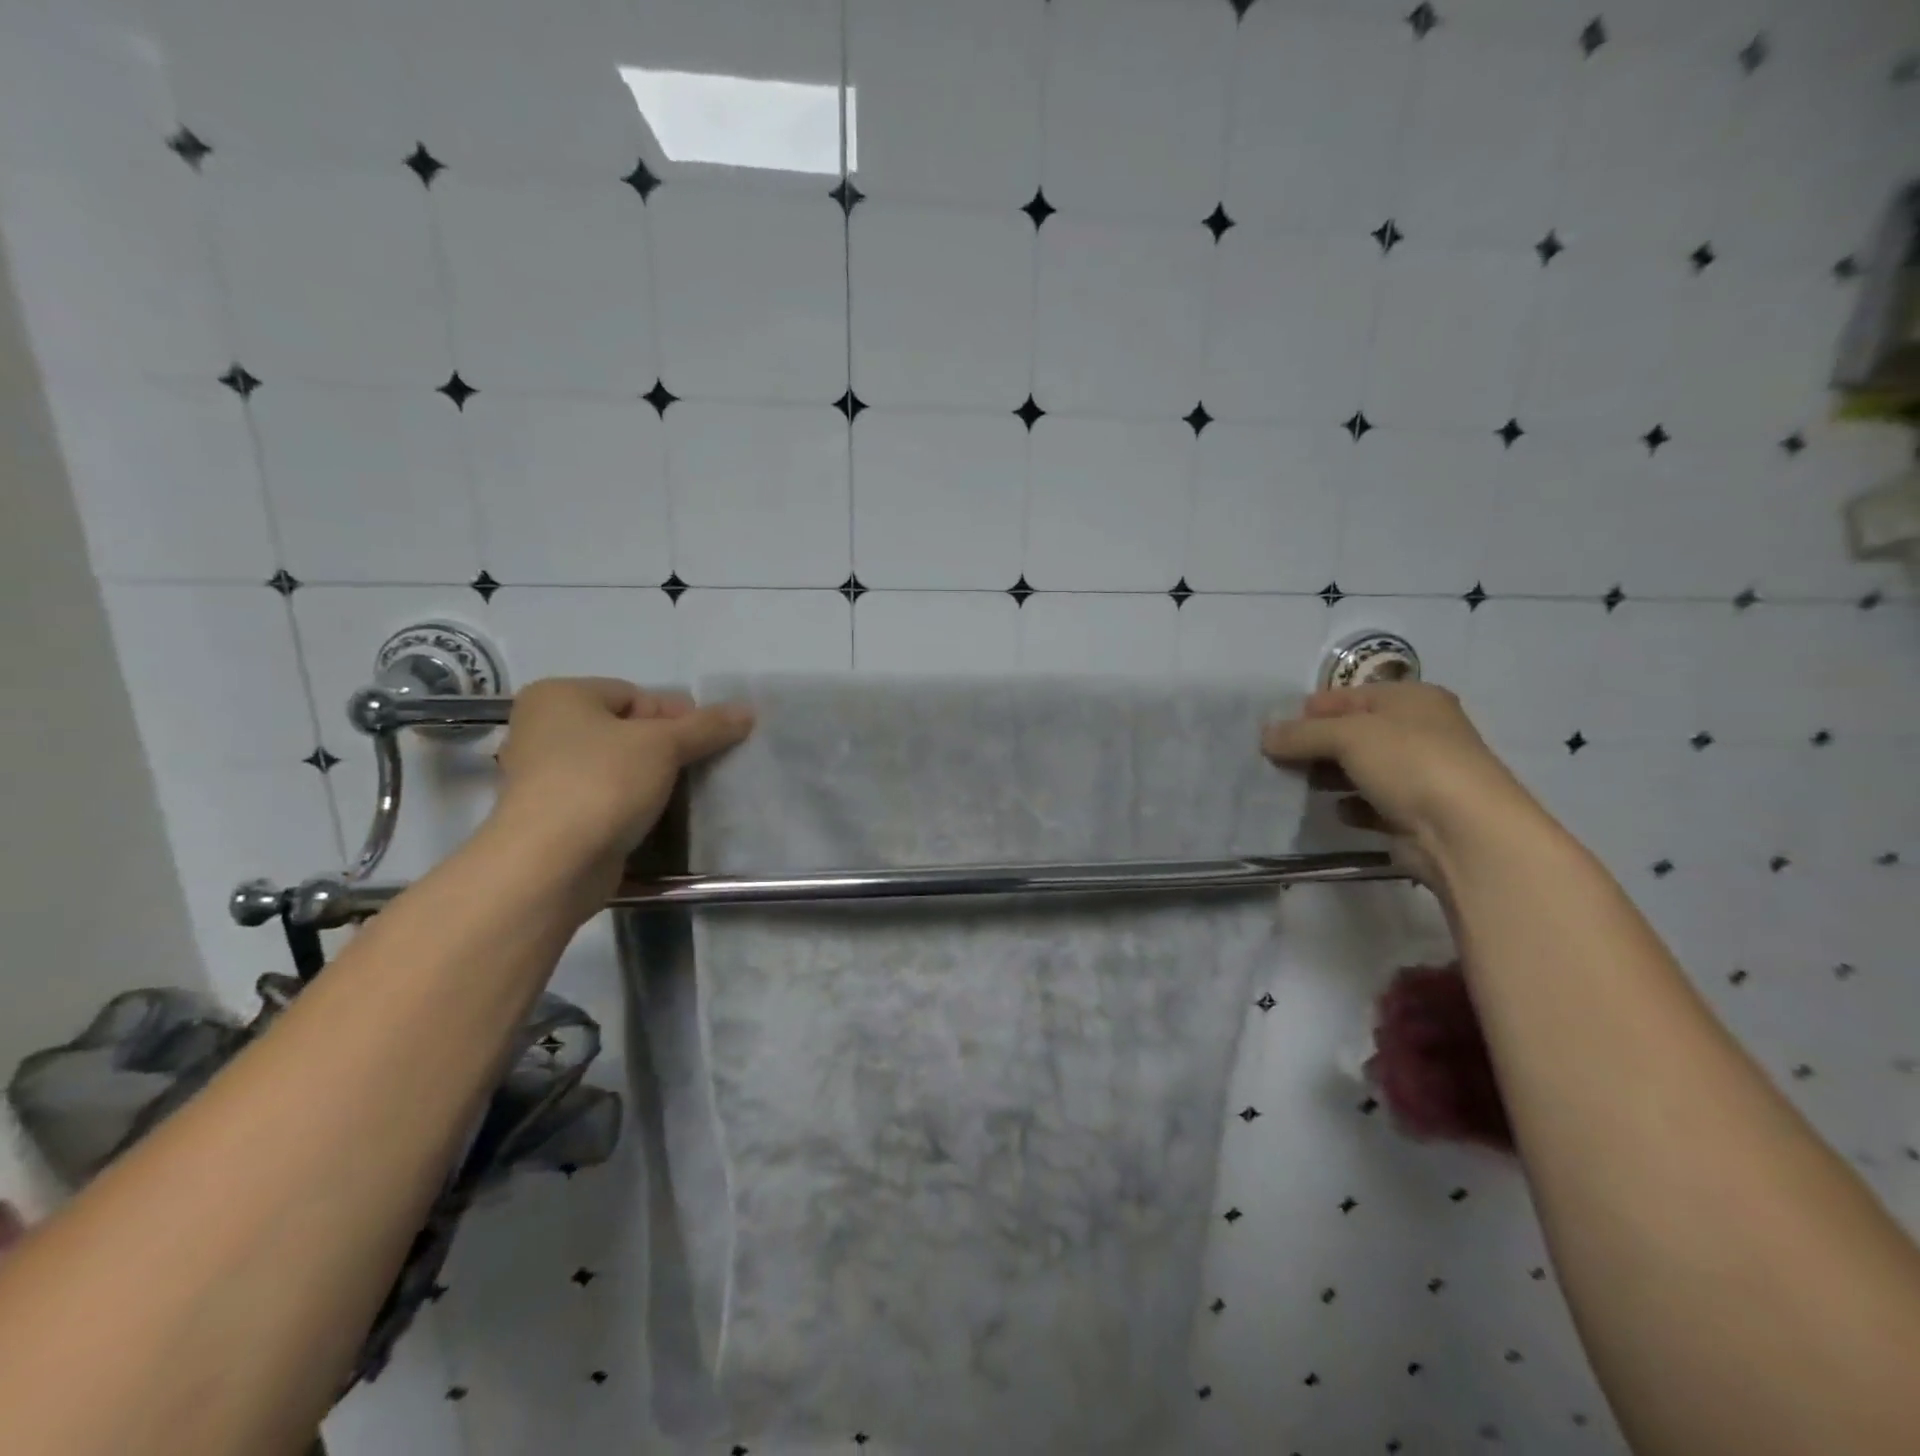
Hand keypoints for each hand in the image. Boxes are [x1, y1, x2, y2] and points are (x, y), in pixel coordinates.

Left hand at [491, 678, 753, 895]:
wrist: (550, 865)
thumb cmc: (601, 784)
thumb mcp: (664, 745)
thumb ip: (707, 726)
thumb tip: (748, 711)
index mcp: (559, 696)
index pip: (635, 694)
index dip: (676, 715)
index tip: (707, 741)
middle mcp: (543, 728)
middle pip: (626, 729)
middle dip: (666, 747)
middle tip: (700, 767)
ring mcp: (544, 775)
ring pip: (616, 765)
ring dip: (651, 778)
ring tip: (683, 794)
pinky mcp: (553, 816)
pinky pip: (604, 797)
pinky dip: (630, 803)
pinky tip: (656, 817)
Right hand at [1262, 683, 1539, 885]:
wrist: (1464, 832)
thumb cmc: (1409, 763)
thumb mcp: (1347, 735)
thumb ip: (1302, 734)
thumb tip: (1266, 735)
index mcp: (1410, 699)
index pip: (1346, 696)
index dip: (1309, 710)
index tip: (1273, 731)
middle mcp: (1417, 731)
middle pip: (1350, 732)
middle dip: (1314, 746)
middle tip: (1275, 760)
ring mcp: (1417, 774)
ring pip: (1357, 769)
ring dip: (1327, 777)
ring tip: (1295, 786)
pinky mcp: (1412, 813)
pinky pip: (1369, 803)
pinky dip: (1350, 806)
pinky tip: (1337, 812)